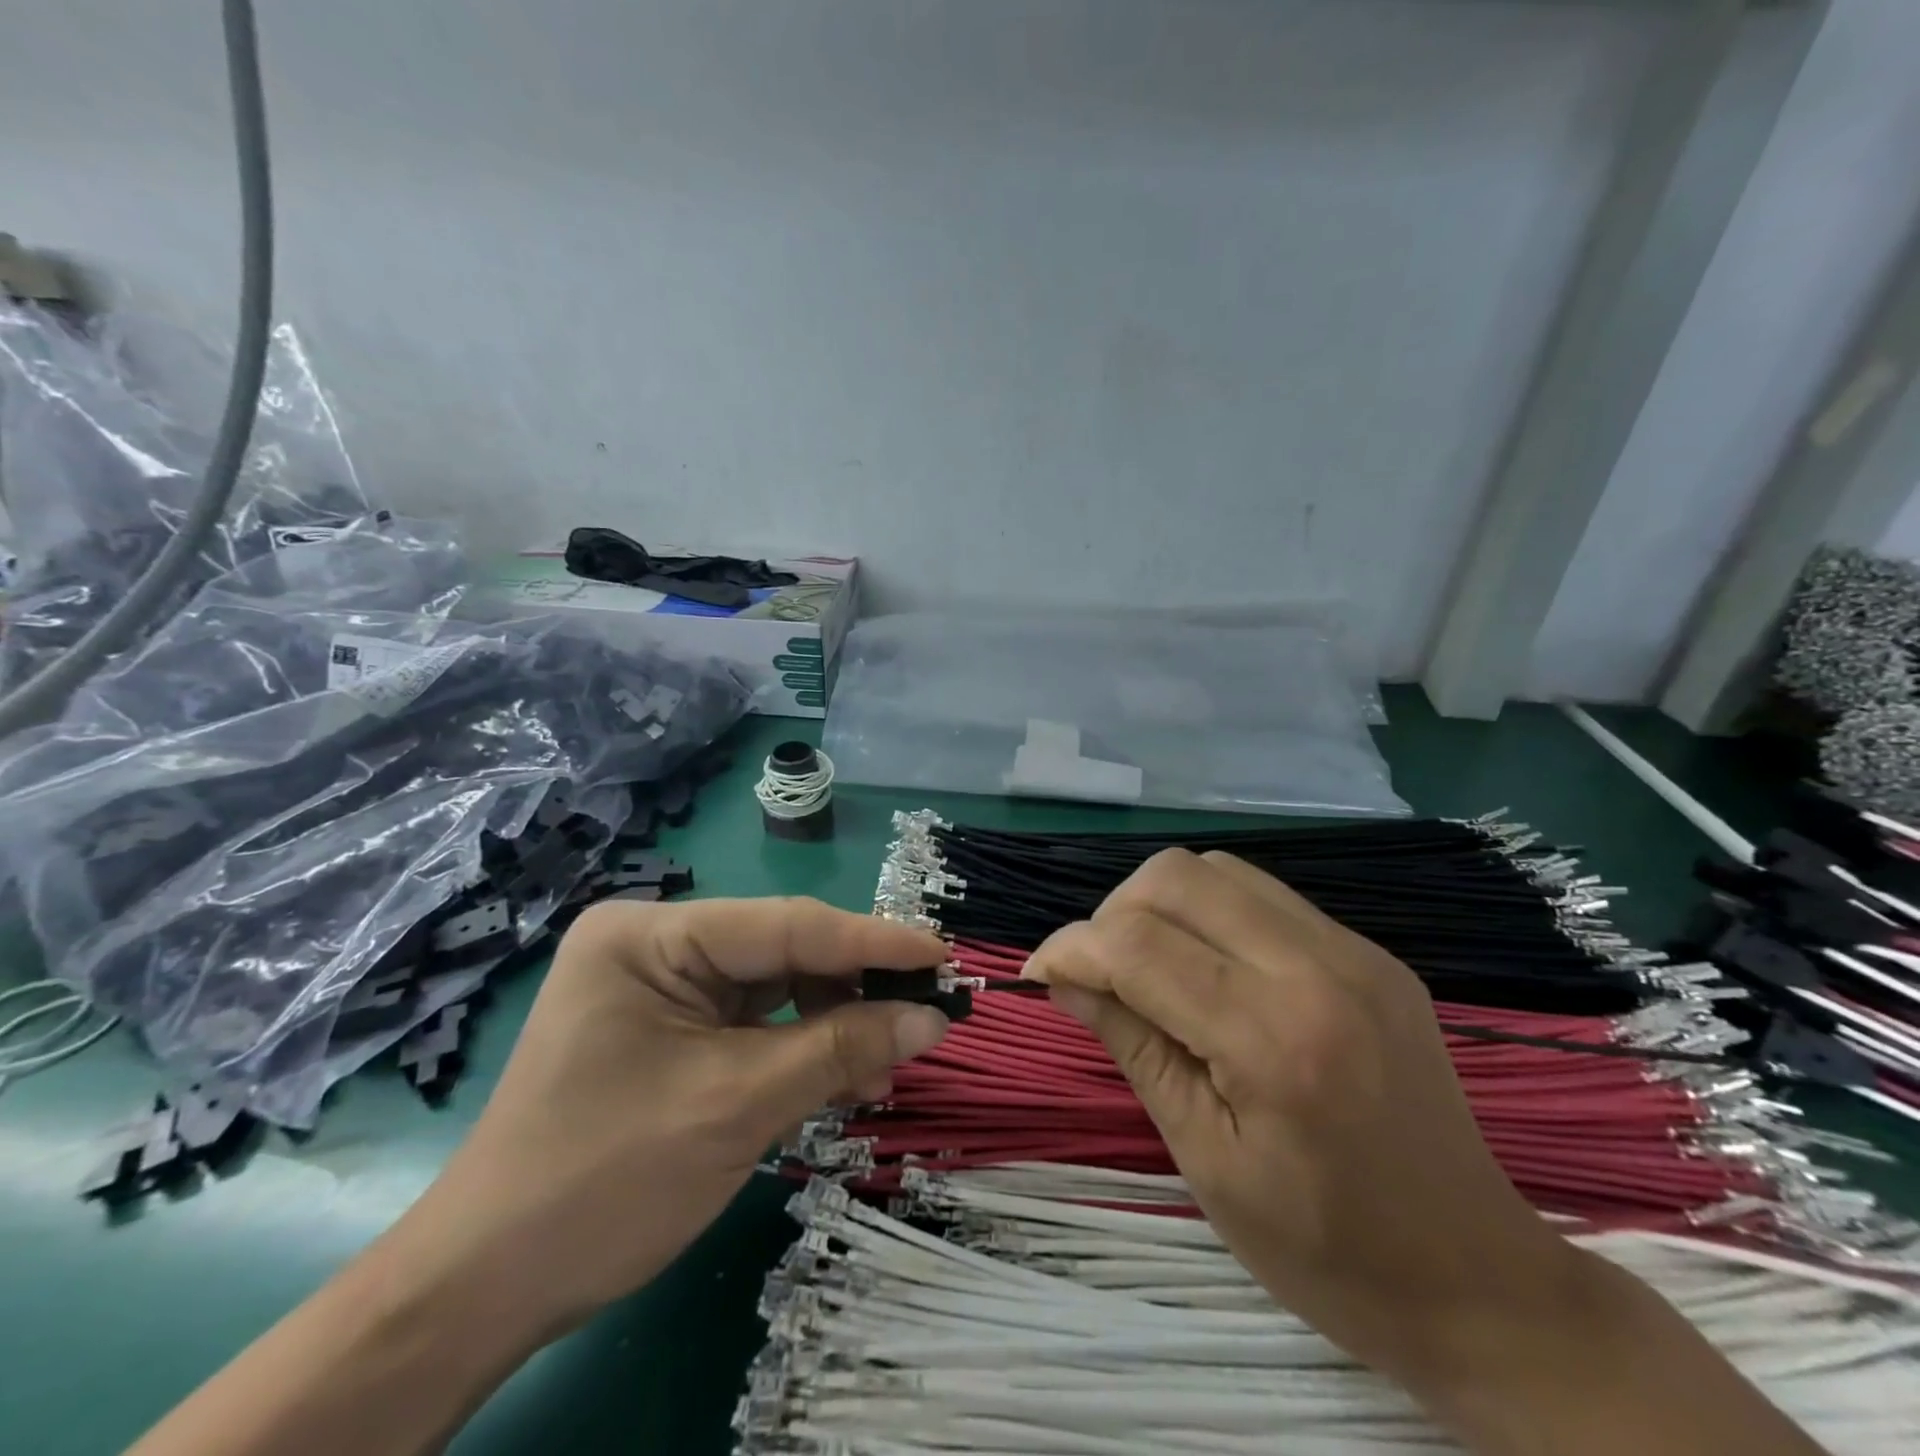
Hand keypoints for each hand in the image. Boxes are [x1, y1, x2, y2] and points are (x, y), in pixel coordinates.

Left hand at [411, 896, 950, 1336]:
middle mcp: (656, 944)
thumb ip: (842, 1049)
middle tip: (922, 1020)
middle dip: (853, 992)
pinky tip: (841, 1077)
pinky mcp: (671, 1029)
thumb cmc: (604, 1182)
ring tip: (882, 1069)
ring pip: (776, 990)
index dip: (872, 941)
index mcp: (651, 935)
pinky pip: (755, 1023)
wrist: (485, 1289)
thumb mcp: (737, 1107)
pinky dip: (801, 1048)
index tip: (942, 953)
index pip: (786, 924)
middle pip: (783, 954)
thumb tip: (933, 1017)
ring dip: (833, 1026)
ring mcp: (662, 987)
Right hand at [1022, 848, 1572, 1387]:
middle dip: (1111, 913)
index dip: (1070, 948)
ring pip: (1217, 869)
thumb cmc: (1325, 1250)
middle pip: (1175, 877)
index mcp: (1273, 1040)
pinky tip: (1207, 968)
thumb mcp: (1205, 1159)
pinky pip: (1263, 895)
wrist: (1478, 1279)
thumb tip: (1064, 976)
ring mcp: (1354, 951)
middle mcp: (1318, 969)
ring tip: (1147, 965)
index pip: (1138, 945)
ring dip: (1159, 903)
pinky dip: (1210, 913)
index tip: (1040, 974)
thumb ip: (1132, 1045)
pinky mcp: (1370, 951)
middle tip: (1097, 972)